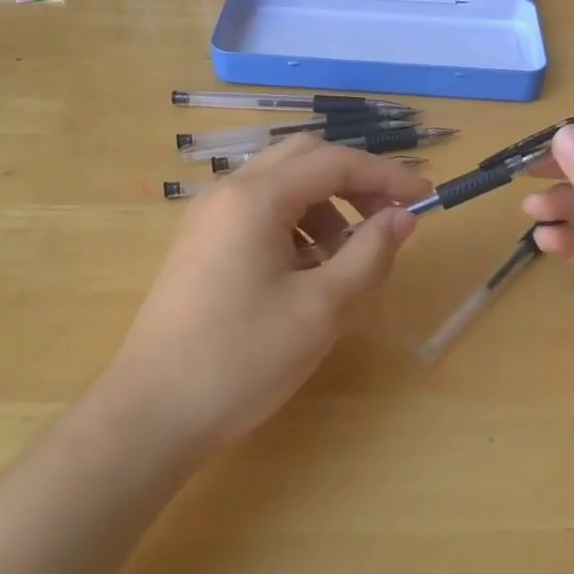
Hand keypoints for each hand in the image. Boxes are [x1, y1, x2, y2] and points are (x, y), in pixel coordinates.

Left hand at [105, 136, 428, 455]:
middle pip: (305, 157)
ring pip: (282, 183)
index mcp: (256, 197)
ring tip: (345, 259)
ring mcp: (208, 215)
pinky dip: (295, 224)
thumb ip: (368, 254)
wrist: (149, 416)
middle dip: (354, 182)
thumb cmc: (240, 360)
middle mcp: (228, 191)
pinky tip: (305, 272)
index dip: (386, 176)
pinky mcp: (200, 241)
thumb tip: (402, 218)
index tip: (424, 199)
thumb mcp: (320, 310)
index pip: (335, 162)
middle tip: (387, 221)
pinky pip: (259, 210)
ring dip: (324, 205)